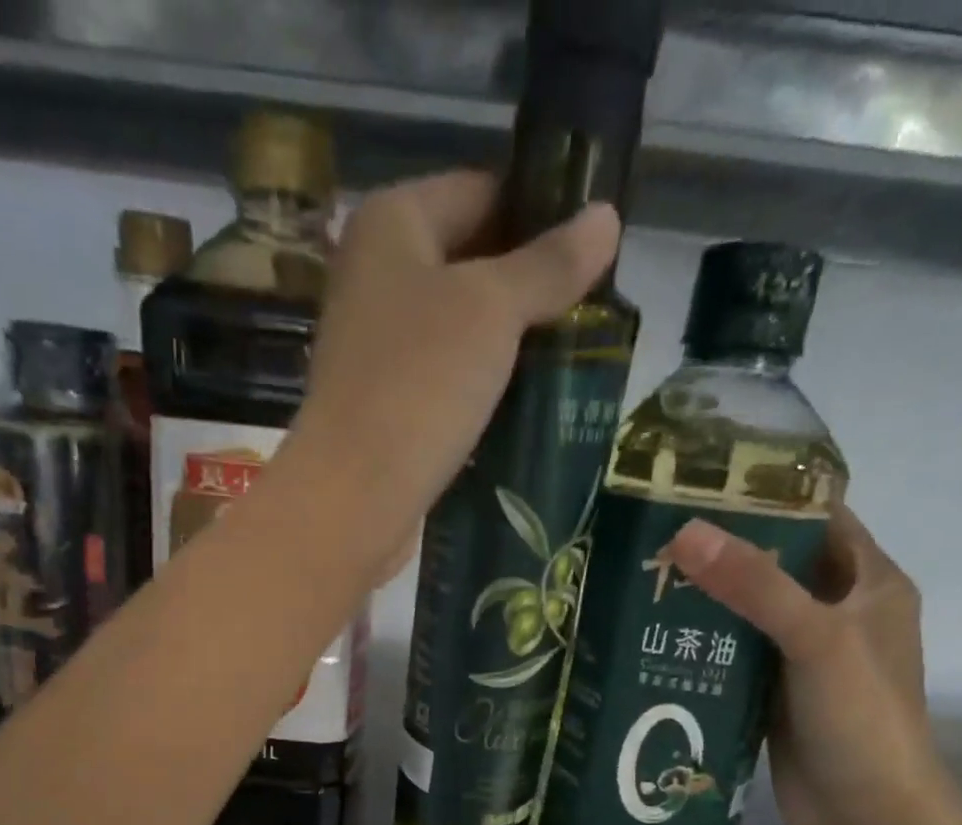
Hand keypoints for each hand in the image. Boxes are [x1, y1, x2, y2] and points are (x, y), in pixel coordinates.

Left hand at [286, 171, 620, 575]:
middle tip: (599, 306)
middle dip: (532, 283)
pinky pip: (449, 378)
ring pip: (462, 327)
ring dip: (513, 340)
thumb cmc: (419, 385)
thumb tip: (606, 217)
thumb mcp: (492, 310)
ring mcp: (380, 345)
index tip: (598, 244)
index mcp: (391, 224)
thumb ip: (549, 265)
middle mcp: (377, 276)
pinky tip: (532, 399)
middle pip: (472, 260)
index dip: (541, 210)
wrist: (355, 497)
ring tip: (579, 352)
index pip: (481, 190)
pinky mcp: (389, 404)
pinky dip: (487, 384)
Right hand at [667, 504, 955, 824]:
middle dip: (723, 547)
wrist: (866, 815)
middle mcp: (839, 611)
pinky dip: (703, 641)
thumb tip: (685, 531)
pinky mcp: (774, 691)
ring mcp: (804, 655)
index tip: (702, 481)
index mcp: (870, 583)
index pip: (818, 517)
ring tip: (644, 574)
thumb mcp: (816, 638)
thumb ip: (755, 585)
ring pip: (750, 610)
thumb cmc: (861, 717)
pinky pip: (735, 652)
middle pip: (777, 562)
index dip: (767, 495)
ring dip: (707, 596)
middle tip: (655, 530)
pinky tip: (656, 633)